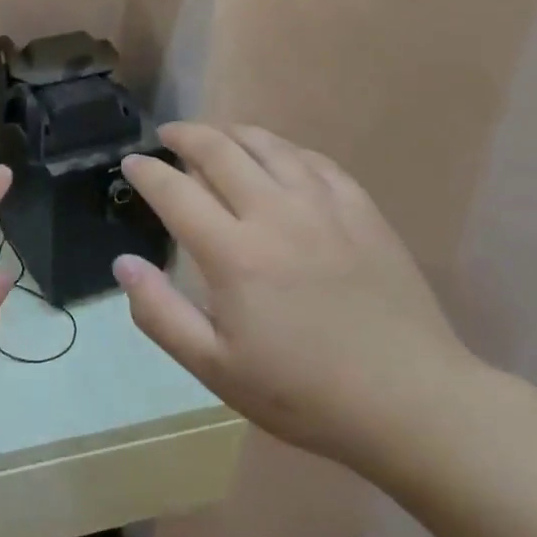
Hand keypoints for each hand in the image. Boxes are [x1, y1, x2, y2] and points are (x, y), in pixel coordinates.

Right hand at [112, 123, 483, 469]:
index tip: (131, 162)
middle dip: (186, 135)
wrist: (412, 403)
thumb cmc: (304, 393)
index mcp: (234, 254)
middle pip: (220, 151)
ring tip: (216, 136)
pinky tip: (279, 157)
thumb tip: (124, 264)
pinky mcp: (362, 211)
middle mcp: (275, 214)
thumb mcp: (216, 368)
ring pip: (269, 146)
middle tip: (168, 134)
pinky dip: (285, 150)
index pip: (176, 192)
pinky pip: (315, 161)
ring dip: (233, 133)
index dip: (148, 171)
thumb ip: (160, 314)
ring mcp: (324, 207)